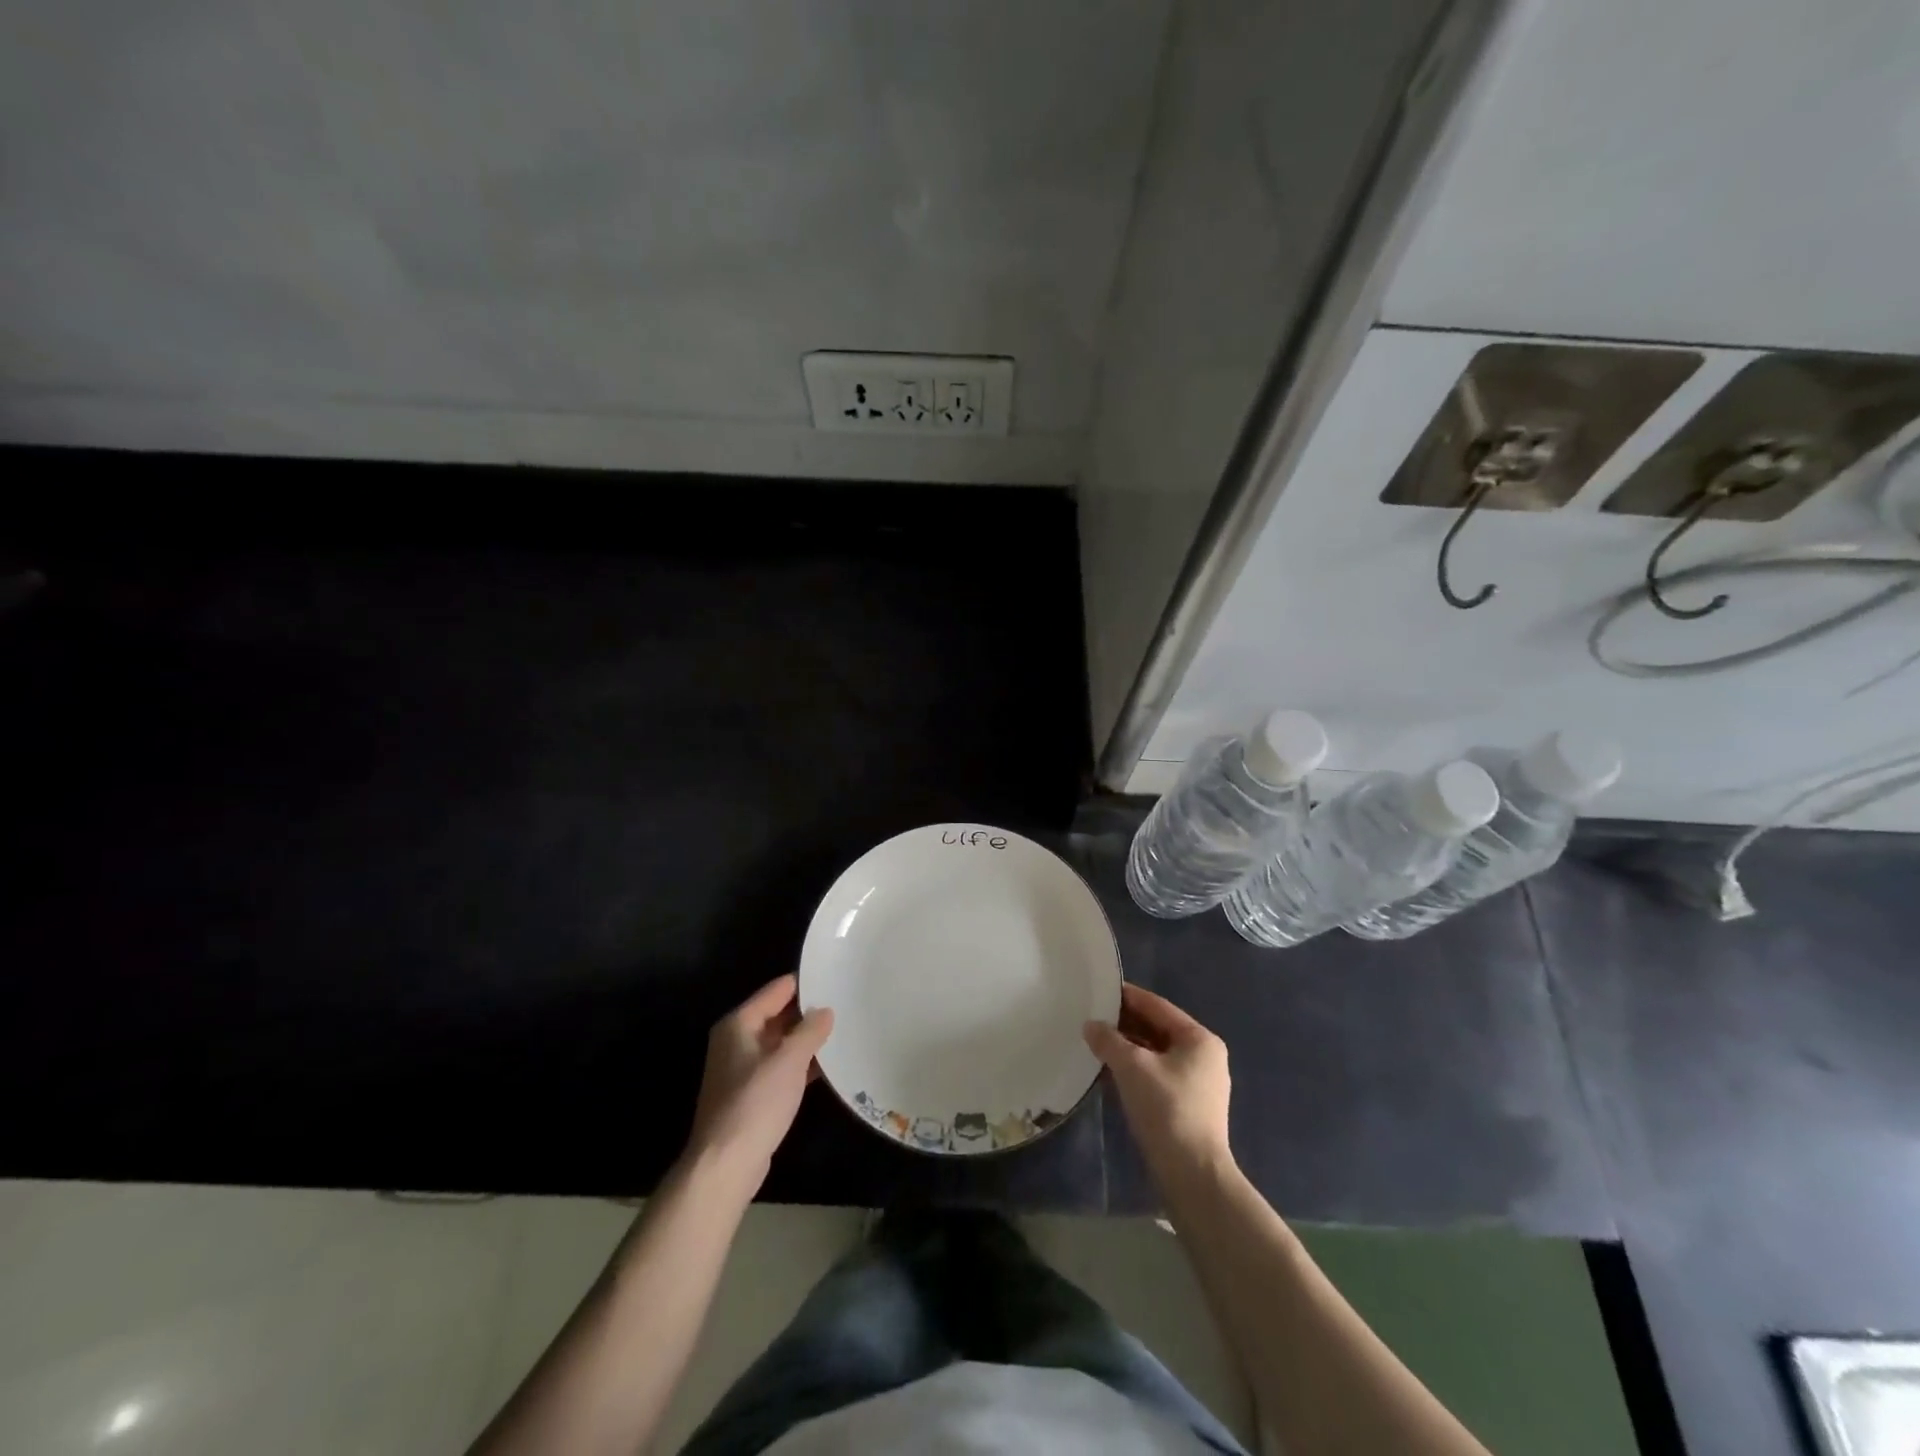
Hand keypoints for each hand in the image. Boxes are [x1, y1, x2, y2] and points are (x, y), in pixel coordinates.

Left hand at [685, 975, 833, 1189]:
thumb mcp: (789, 1060)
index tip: (835, 978)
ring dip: (807, 1040)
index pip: (777, 990)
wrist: (725, 1165)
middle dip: (808, 1012)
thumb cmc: (755, 1103)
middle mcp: (737, 1041)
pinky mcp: (751, 1095)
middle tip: (846, 1004)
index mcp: (739, 1024)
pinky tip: (828, 1065)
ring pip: (781, 1043)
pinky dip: (801, 1065)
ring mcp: (743, 1069)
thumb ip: (810, 1030)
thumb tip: (825, 1010)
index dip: (805, 983)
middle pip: (778, 1015)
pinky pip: (781, 1067)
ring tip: (843, 1030)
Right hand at [1085, 984, 1232, 1185]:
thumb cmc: (1167, 1109)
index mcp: (1199, 1039)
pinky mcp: (1188, 1107)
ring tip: (1095, 1043)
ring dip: (1127, 1049)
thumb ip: (1109, 1040)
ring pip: (1156, 1054)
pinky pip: (1157, 1076)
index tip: (1100, 990)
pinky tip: (1109, 1073)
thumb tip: (1091, 1025)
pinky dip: (1135, 1071)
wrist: (1193, 1176)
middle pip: (1157, 1029)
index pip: (1157, 1006)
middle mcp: (1204, 1057)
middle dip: (1125, 1025)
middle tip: (1092, 1017)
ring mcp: (1198, 1084)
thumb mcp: (1132, 1067)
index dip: (1127, 997)